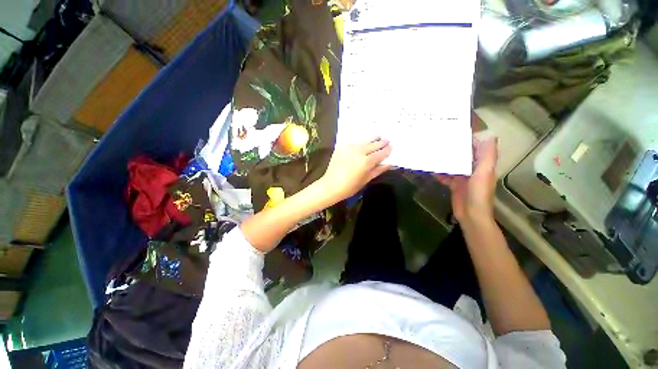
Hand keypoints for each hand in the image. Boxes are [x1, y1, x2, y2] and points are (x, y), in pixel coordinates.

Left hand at [320, 139, 391, 202]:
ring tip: (377, 136)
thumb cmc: (350, 187)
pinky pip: (354, 141)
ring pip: (364, 141)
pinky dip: (360, 141)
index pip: (381, 152)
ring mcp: (349, 147)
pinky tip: (362, 142)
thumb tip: (389, 164)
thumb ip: (378, 170)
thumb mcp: (366, 179)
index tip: (391, 147)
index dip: (387, 150)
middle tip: (387, 140)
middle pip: (374, 144)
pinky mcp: (341, 146)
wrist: (331, 185)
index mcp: (367, 161)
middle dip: (381, 142)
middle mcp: (359, 151)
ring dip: (372, 139)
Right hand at [436, 138, 497, 227]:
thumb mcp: (484, 172)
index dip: (470, 139)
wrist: (471, 215)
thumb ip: (487, 155)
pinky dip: (439, 172)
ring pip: (453, 165)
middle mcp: (473, 169)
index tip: (458, 130)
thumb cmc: (479, 193)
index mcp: (483, 165)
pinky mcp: (454, 185)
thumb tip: (490, 135)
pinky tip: (430, 169)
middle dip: (454, 148)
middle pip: (463, 156)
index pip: (477, 148)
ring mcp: (463, 178)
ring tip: (433, 151)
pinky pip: (446, 175)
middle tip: (440, 140)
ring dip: (445, 160)